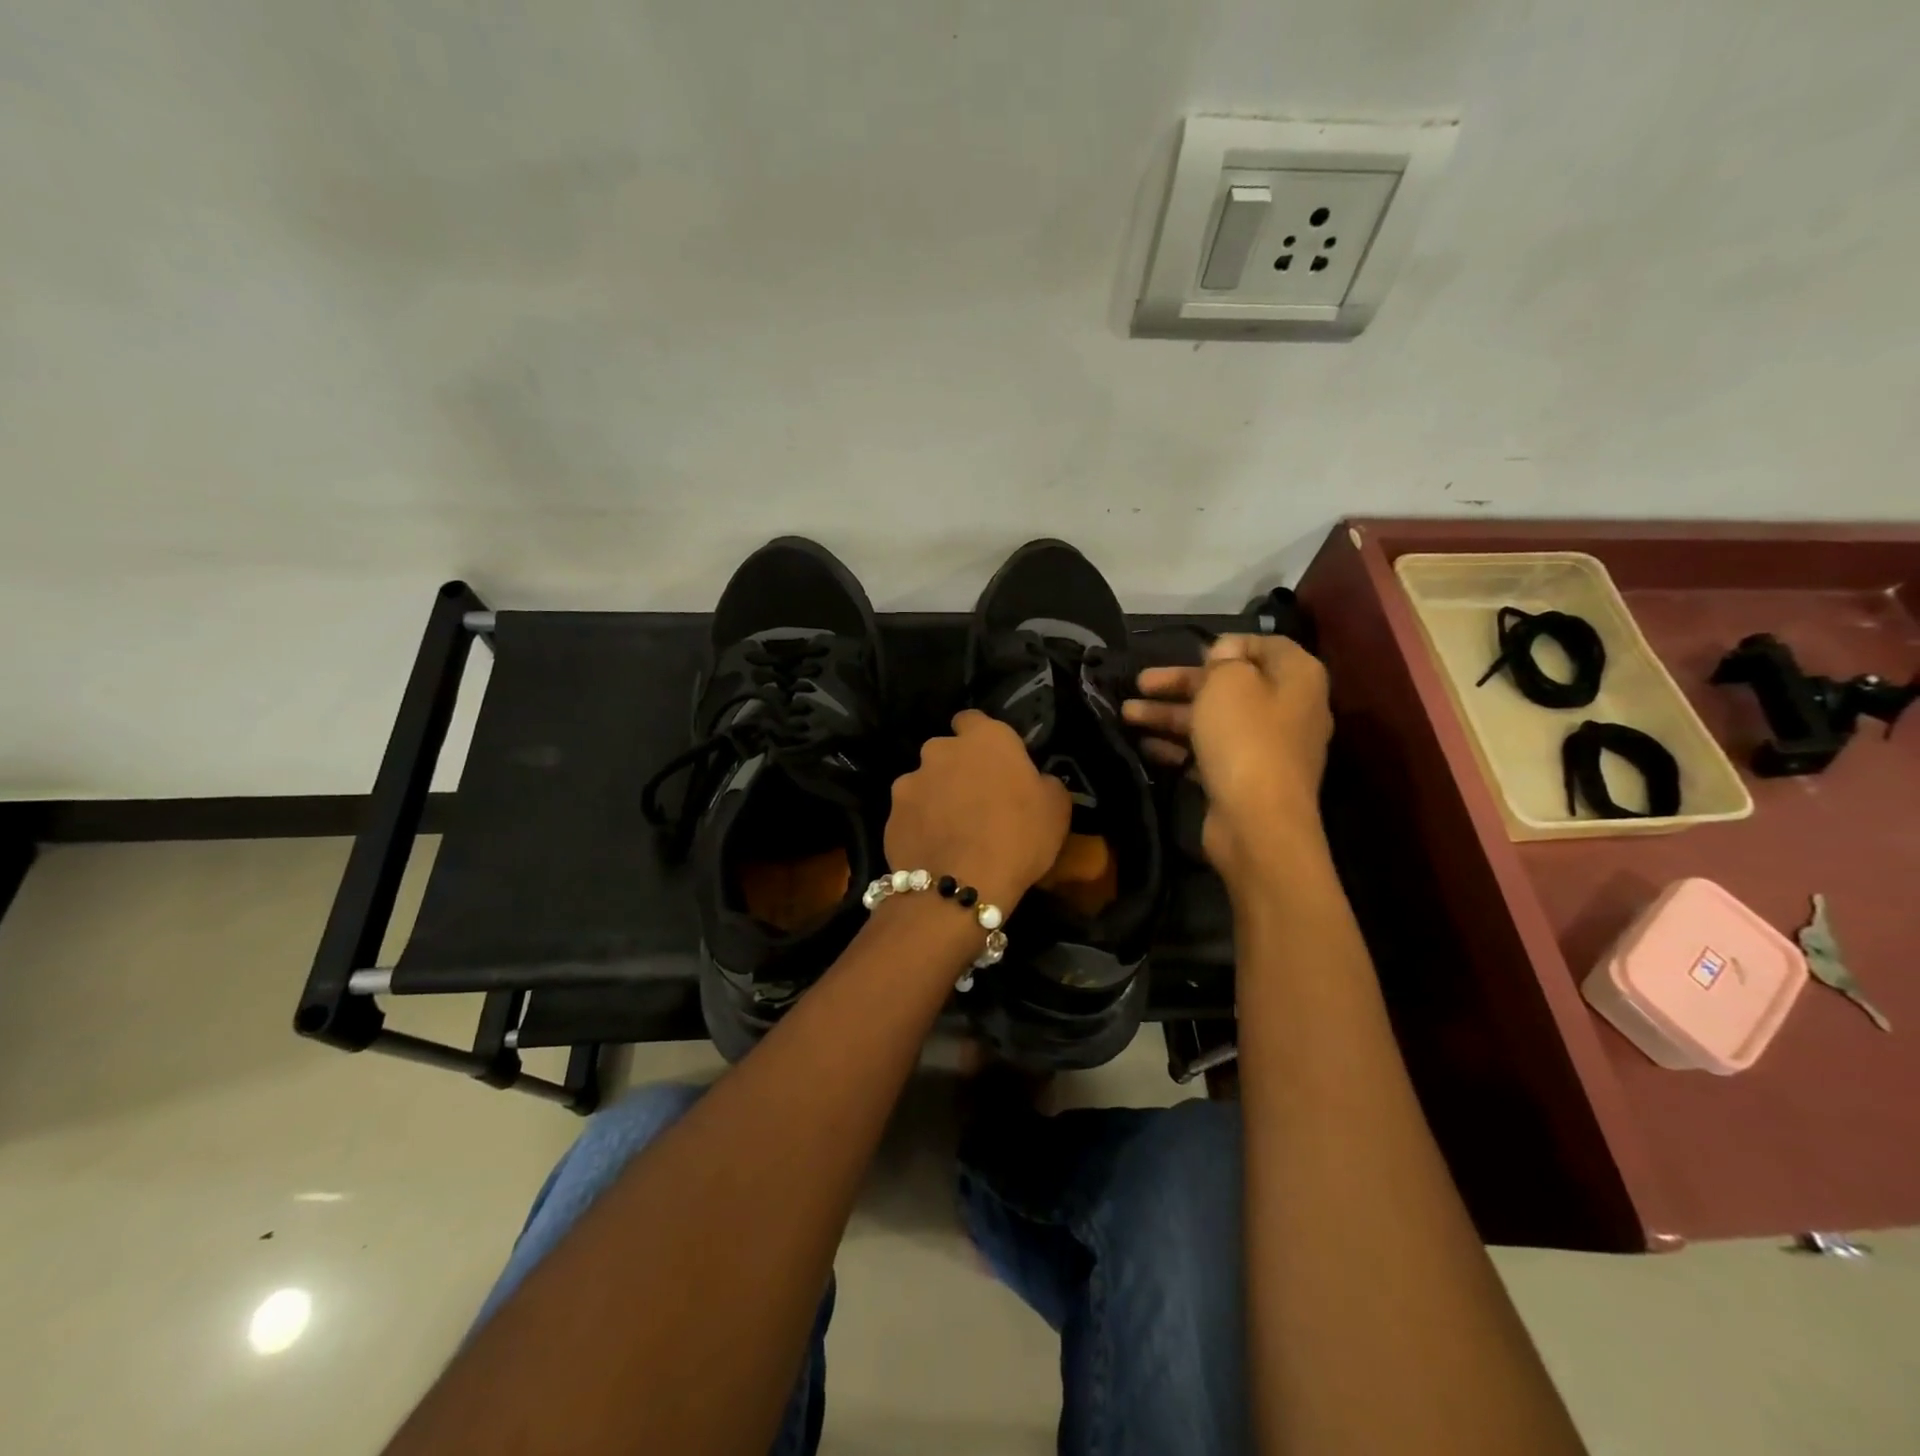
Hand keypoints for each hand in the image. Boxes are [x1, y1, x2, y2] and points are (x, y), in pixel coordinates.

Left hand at [886, 711, 1071, 909]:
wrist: (962, 884)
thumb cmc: (1019, 837)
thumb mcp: (1056, 808)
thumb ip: (1043, 781)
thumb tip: (1034, 780)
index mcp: (986, 738)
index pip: (974, 719)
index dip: (981, 737)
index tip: (993, 760)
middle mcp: (941, 749)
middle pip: (947, 751)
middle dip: (957, 768)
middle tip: (976, 799)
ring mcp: (911, 780)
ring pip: (925, 782)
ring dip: (936, 797)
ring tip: (952, 830)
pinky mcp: (891, 813)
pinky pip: (910, 813)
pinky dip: (919, 824)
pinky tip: (934, 849)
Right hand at [1123, 635, 1331, 878]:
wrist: (1256, 821)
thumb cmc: (1245, 738)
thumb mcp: (1229, 682)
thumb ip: (1224, 659)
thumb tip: (1224, 655)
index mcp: (1297, 677)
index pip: (1264, 645)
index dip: (1224, 645)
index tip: (1187, 651)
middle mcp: (1288, 708)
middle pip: (1230, 686)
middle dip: (1180, 683)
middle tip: (1139, 683)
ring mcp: (1267, 747)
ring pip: (1213, 720)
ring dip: (1169, 714)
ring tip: (1126, 714)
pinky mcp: (1245, 778)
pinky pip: (1209, 752)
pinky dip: (1179, 746)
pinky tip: (1145, 746)